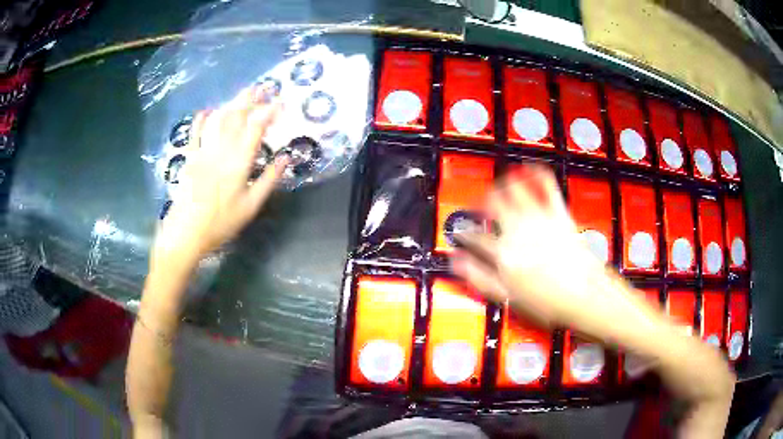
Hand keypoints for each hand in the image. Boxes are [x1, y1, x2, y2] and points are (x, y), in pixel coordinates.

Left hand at [153, 89, 288, 265]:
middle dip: (250, 100)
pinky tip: (206, 111)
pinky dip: (201, 121)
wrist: (186, 232)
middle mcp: (221, 150)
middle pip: (236, 118)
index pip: (256, 128)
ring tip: (241, 95)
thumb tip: (286, 159)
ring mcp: (203, 152)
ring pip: (218, 121)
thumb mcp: (250, 206)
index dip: (269, 112)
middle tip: (262, 88)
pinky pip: (195, 134)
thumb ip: (268, 180)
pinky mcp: (189, 158)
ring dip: (230, 105)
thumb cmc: (221, 223)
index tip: (280, 103)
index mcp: (239, 162)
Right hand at [451, 166, 616, 329]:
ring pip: (515, 188)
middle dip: (481, 201)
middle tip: (479, 205)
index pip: (475, 237)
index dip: (464, 233)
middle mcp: (519, 229)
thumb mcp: (508, 297)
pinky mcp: (559, 213)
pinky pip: (547, 185)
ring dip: (504, 183)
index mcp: (504, 252)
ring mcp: (540, 218)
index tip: (462, 232)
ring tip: (500, 185)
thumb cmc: (550, 301)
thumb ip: (479, 277)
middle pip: (492, 203)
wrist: (585, 295)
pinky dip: (537, 173)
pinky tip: (531, 168)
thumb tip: (459, 263)